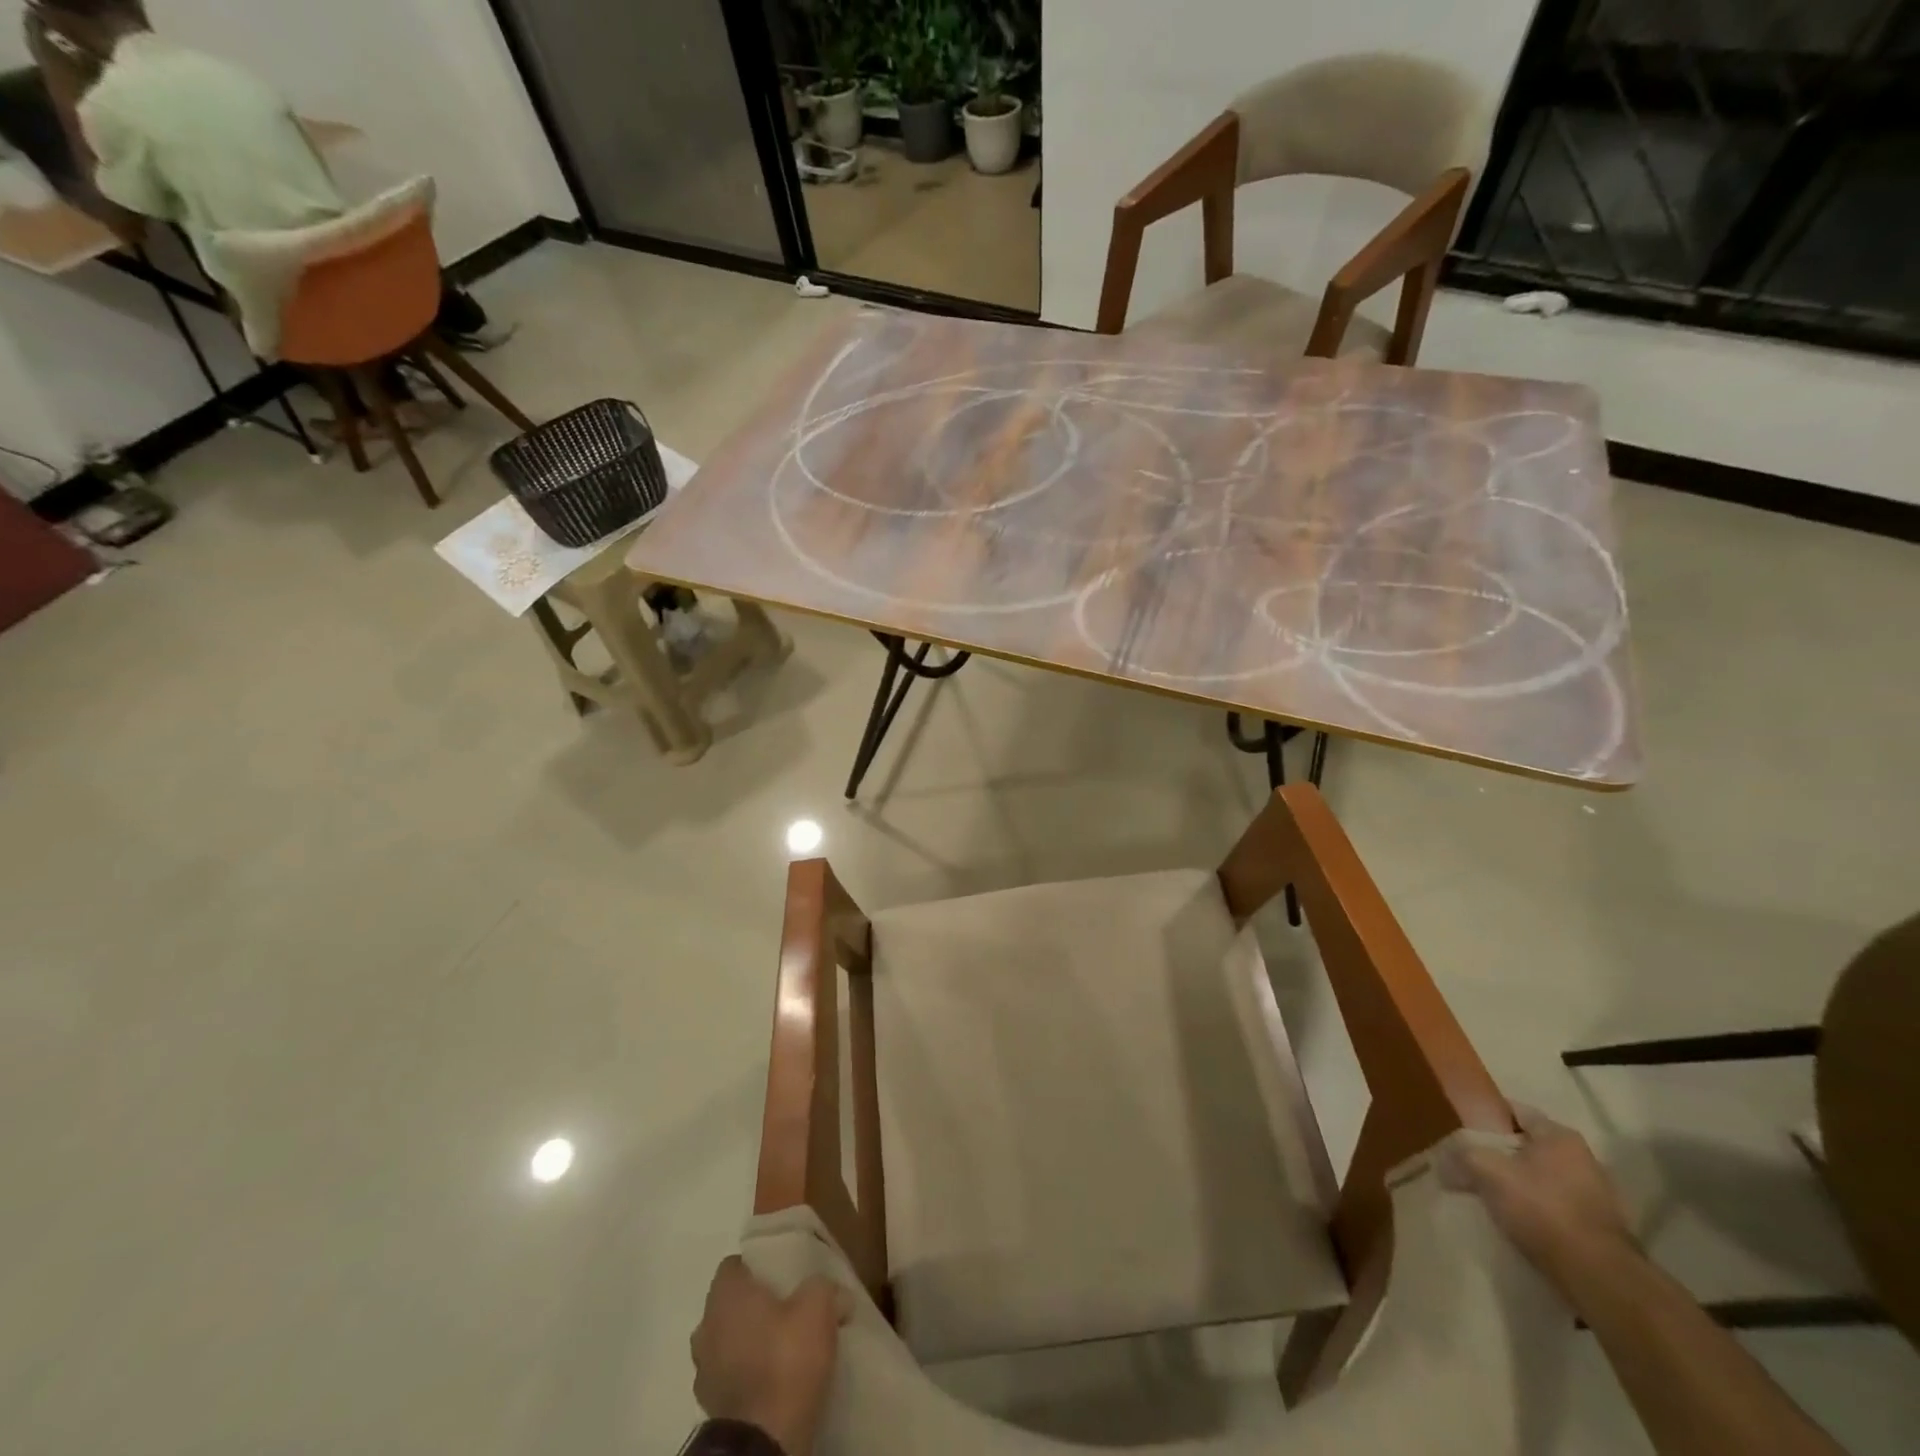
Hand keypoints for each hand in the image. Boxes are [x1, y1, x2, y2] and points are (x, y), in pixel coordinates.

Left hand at [691, 1257, 849, 1455]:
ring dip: (749, 1342)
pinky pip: (731, 1376)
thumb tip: (836, 1293)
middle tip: (788, 1310)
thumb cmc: (786, 1358)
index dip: (758, 1267)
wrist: (763, 1442)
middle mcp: (706, 1326)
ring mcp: (703, 1370)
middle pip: (731, 1304)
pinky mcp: (710, 1407)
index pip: (735, 1265)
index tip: (783, 1276)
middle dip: (755, 1306)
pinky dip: (747, 1374)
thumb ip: (824, 1287)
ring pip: (728, 1342)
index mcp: (726, 1295)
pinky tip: (774, 1380)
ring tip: (783, 1349)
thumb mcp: (819, 1306)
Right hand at [1451, 1106, 1637, 1300]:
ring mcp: (1598, 1195)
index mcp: (1560, 1136)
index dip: (1485, 1117)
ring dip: (1519, 1184)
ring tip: (1491, 1197)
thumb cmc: (1543, 1210)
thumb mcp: (1488, 1171)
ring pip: (1542, 1177)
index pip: (1515, 1111)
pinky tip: (1519, 1222)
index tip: (1462, 1130)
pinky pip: (1557, 1206)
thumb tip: (1443, 1159)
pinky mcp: (1601, 1228)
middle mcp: (1584, 1158)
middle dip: (1501, 1154)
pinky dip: (1537, 1209)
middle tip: (1472, 1165)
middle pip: (1528, 1146)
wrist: (1599, 1278)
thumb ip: (1462, 1155)